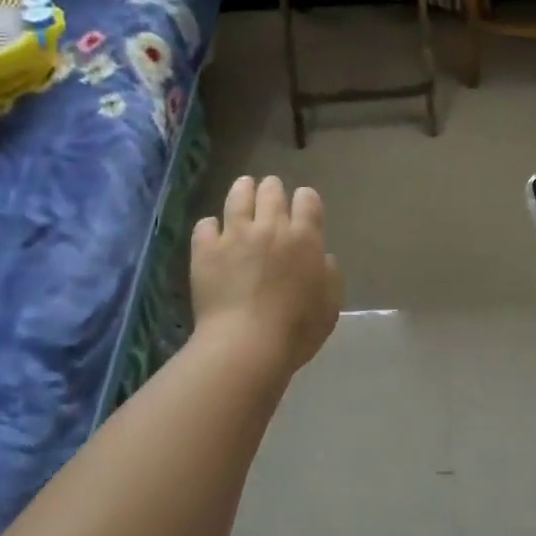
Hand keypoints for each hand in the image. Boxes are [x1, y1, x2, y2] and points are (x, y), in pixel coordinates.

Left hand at [192, 176, 343, 373]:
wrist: (246, 345)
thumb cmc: (297, 330)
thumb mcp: (330, 305)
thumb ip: (330, 275)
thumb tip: (323, 258)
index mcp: (305, 238)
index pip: (307, 198)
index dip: (305, 199)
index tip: (303, 208)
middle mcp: (271, 227)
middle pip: (271, 190)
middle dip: (273, 190)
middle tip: (271, 197)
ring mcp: (235, 235)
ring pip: (238, 195)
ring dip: (243, 190)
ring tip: (243, 190)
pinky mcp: (206, 249)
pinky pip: (205, 224)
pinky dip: (210, 226)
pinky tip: (212, 233)